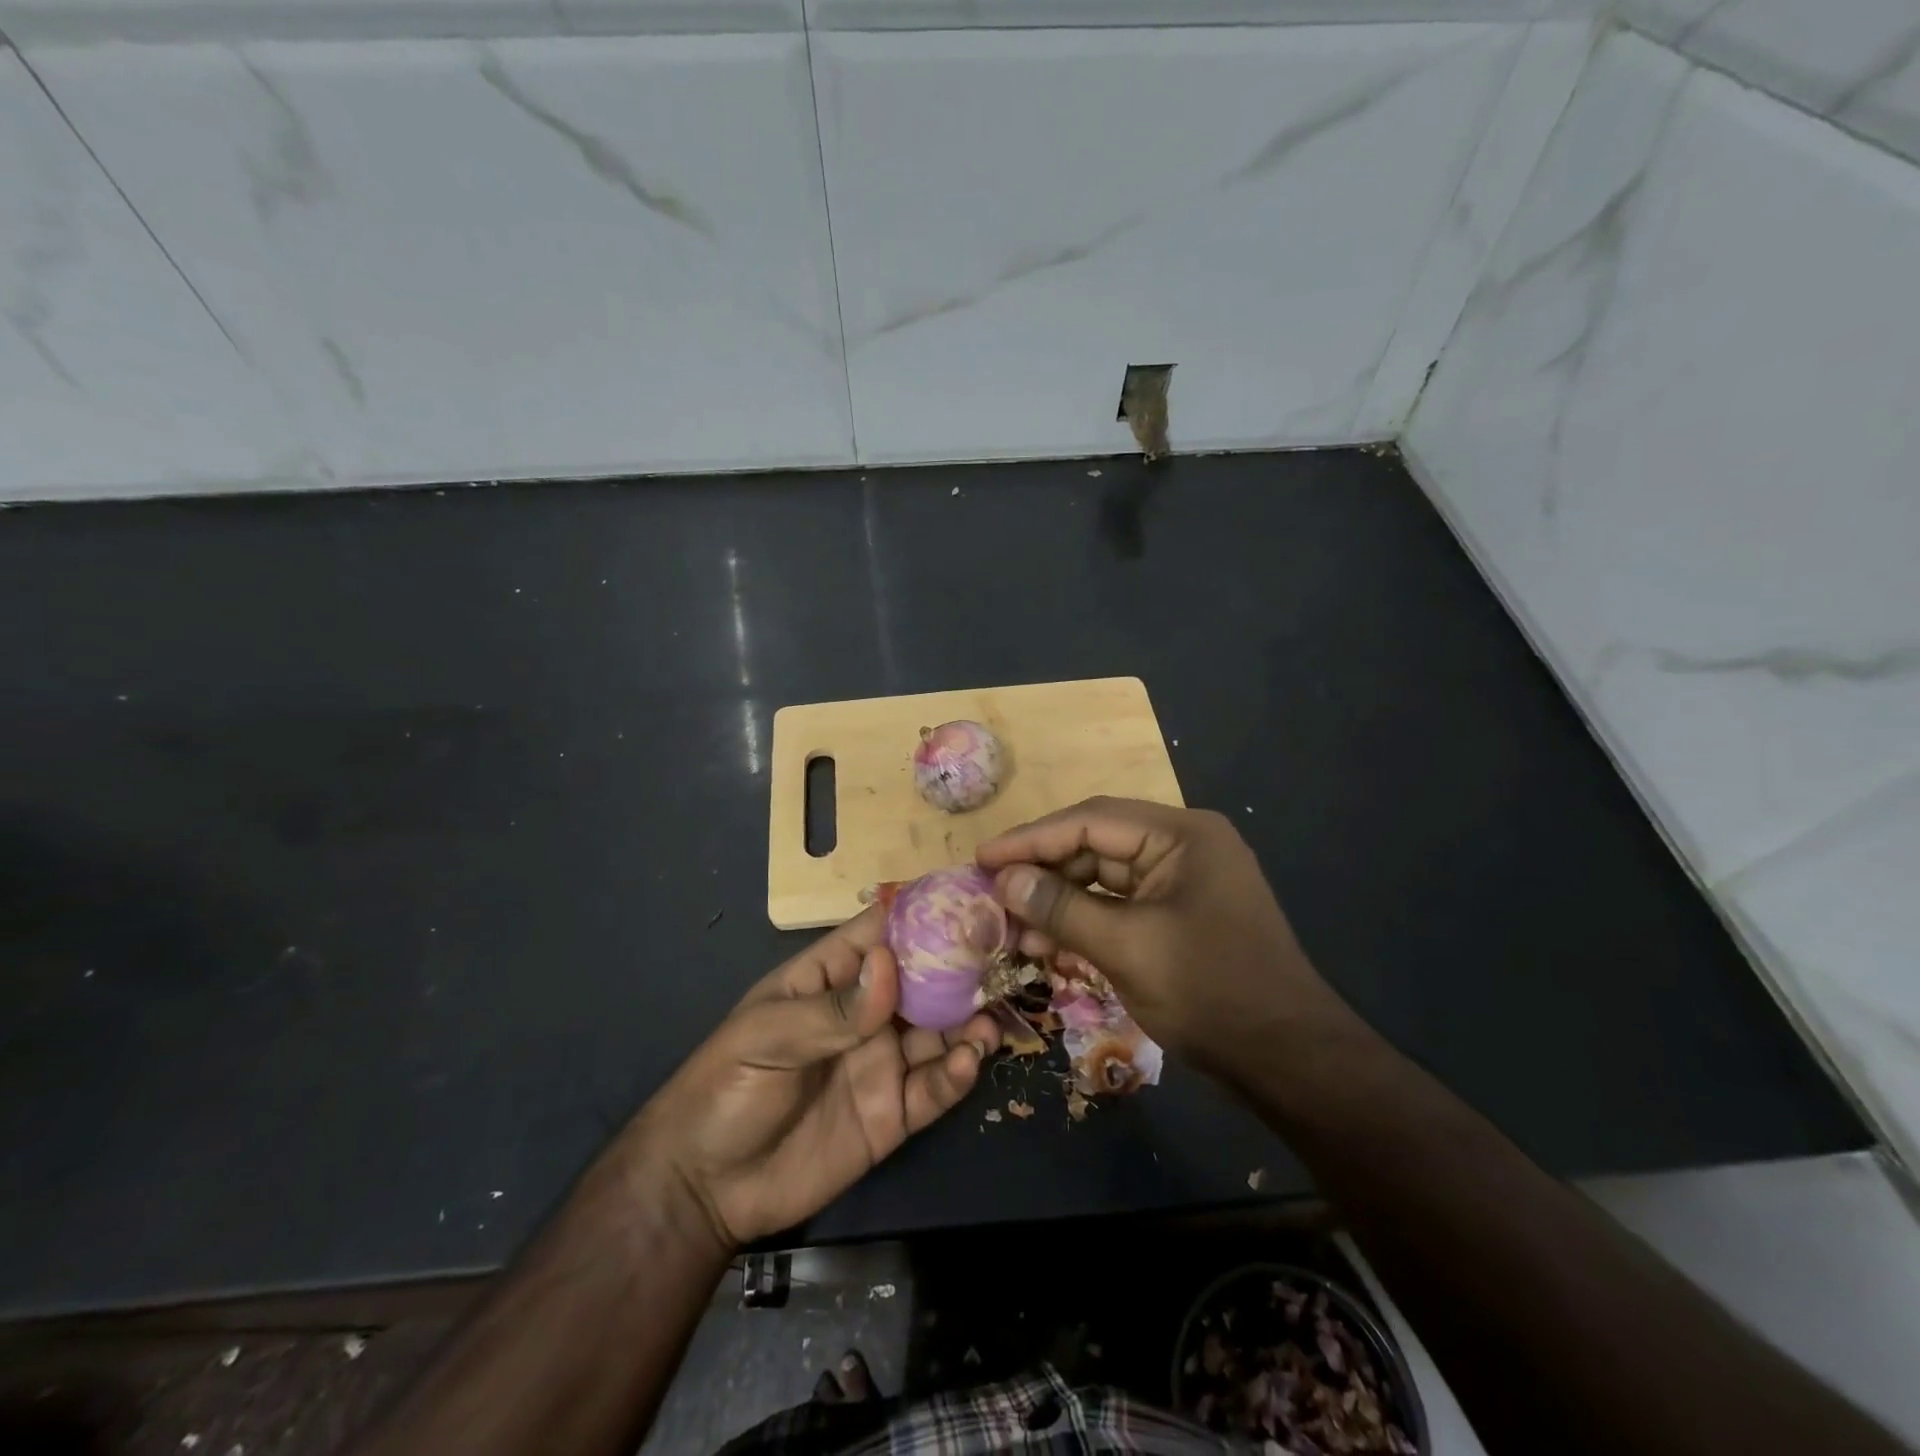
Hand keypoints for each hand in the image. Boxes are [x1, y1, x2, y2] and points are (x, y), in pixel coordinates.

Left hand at [634, 907, 999, 1247]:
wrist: (706, 1189)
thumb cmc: (726, 1088)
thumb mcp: (768, 1036)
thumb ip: (834, 1009)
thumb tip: (891, 964)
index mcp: (832, 979)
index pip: (883, 933)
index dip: (923, 915)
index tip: (970, 901)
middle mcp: (867, 1014)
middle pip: (924, 980)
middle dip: (961, 968)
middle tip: (1004, 959)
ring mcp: (882, 1062)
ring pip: (939, 1031)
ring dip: (969, 1021)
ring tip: (990, 1019)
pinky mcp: (893, 1113)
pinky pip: (934, 1088)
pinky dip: (957, 1074)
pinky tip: (970, 1062)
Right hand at [976, 797, 1344, 1078]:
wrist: (1288, 1062)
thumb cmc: (1211, 993)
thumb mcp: (1127, 947)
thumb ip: (1061, 907)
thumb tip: (1003, 879)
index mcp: (1181, 835)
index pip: (1091, 820)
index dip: (1031, 839)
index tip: (982, 858)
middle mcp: (1183, 846)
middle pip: (1096, 845)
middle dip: (1044, 872)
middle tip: (993, 893)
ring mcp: (1182, 882)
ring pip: (1104, 878)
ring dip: (1060, 901)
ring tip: (1014, 928)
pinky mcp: (1178, 915)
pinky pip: (1120, 906)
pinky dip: (1085, 922)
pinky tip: (1049, 943)